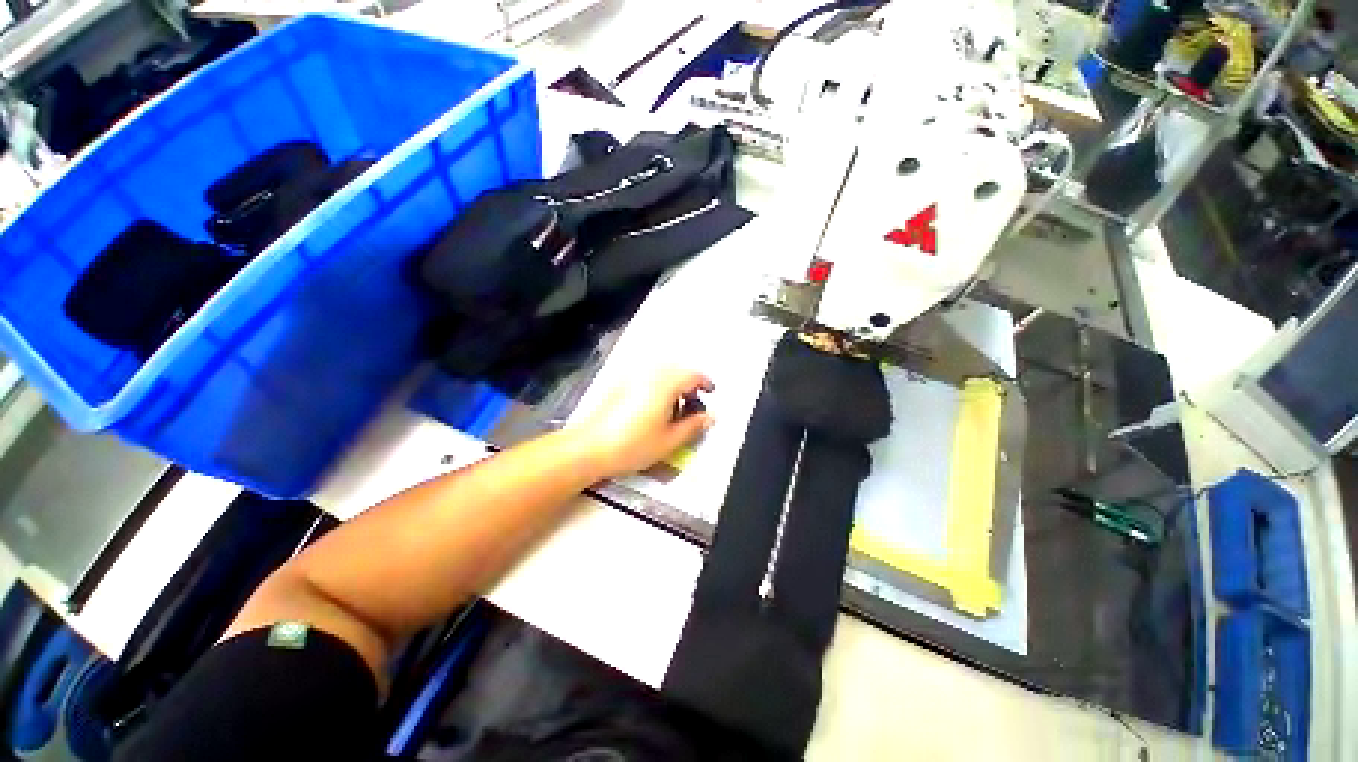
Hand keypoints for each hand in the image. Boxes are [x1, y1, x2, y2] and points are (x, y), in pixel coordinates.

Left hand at [570, 368, 715, 478]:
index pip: (692, 375)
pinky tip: (651, 408)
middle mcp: (648, 375)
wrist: (588, 448)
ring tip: (673, 409)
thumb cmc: (631, 446)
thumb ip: (693, 426)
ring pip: (660, 373)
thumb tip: (709, 417)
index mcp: (664, 385)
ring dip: (672, 385)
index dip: (705, 383)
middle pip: (676, 371)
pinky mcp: (618, 385)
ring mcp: (630, 377)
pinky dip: (656, 386)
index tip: (710, 393)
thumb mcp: (669, 441)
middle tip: (692, 404)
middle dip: (688, 384)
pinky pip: (645, 378)